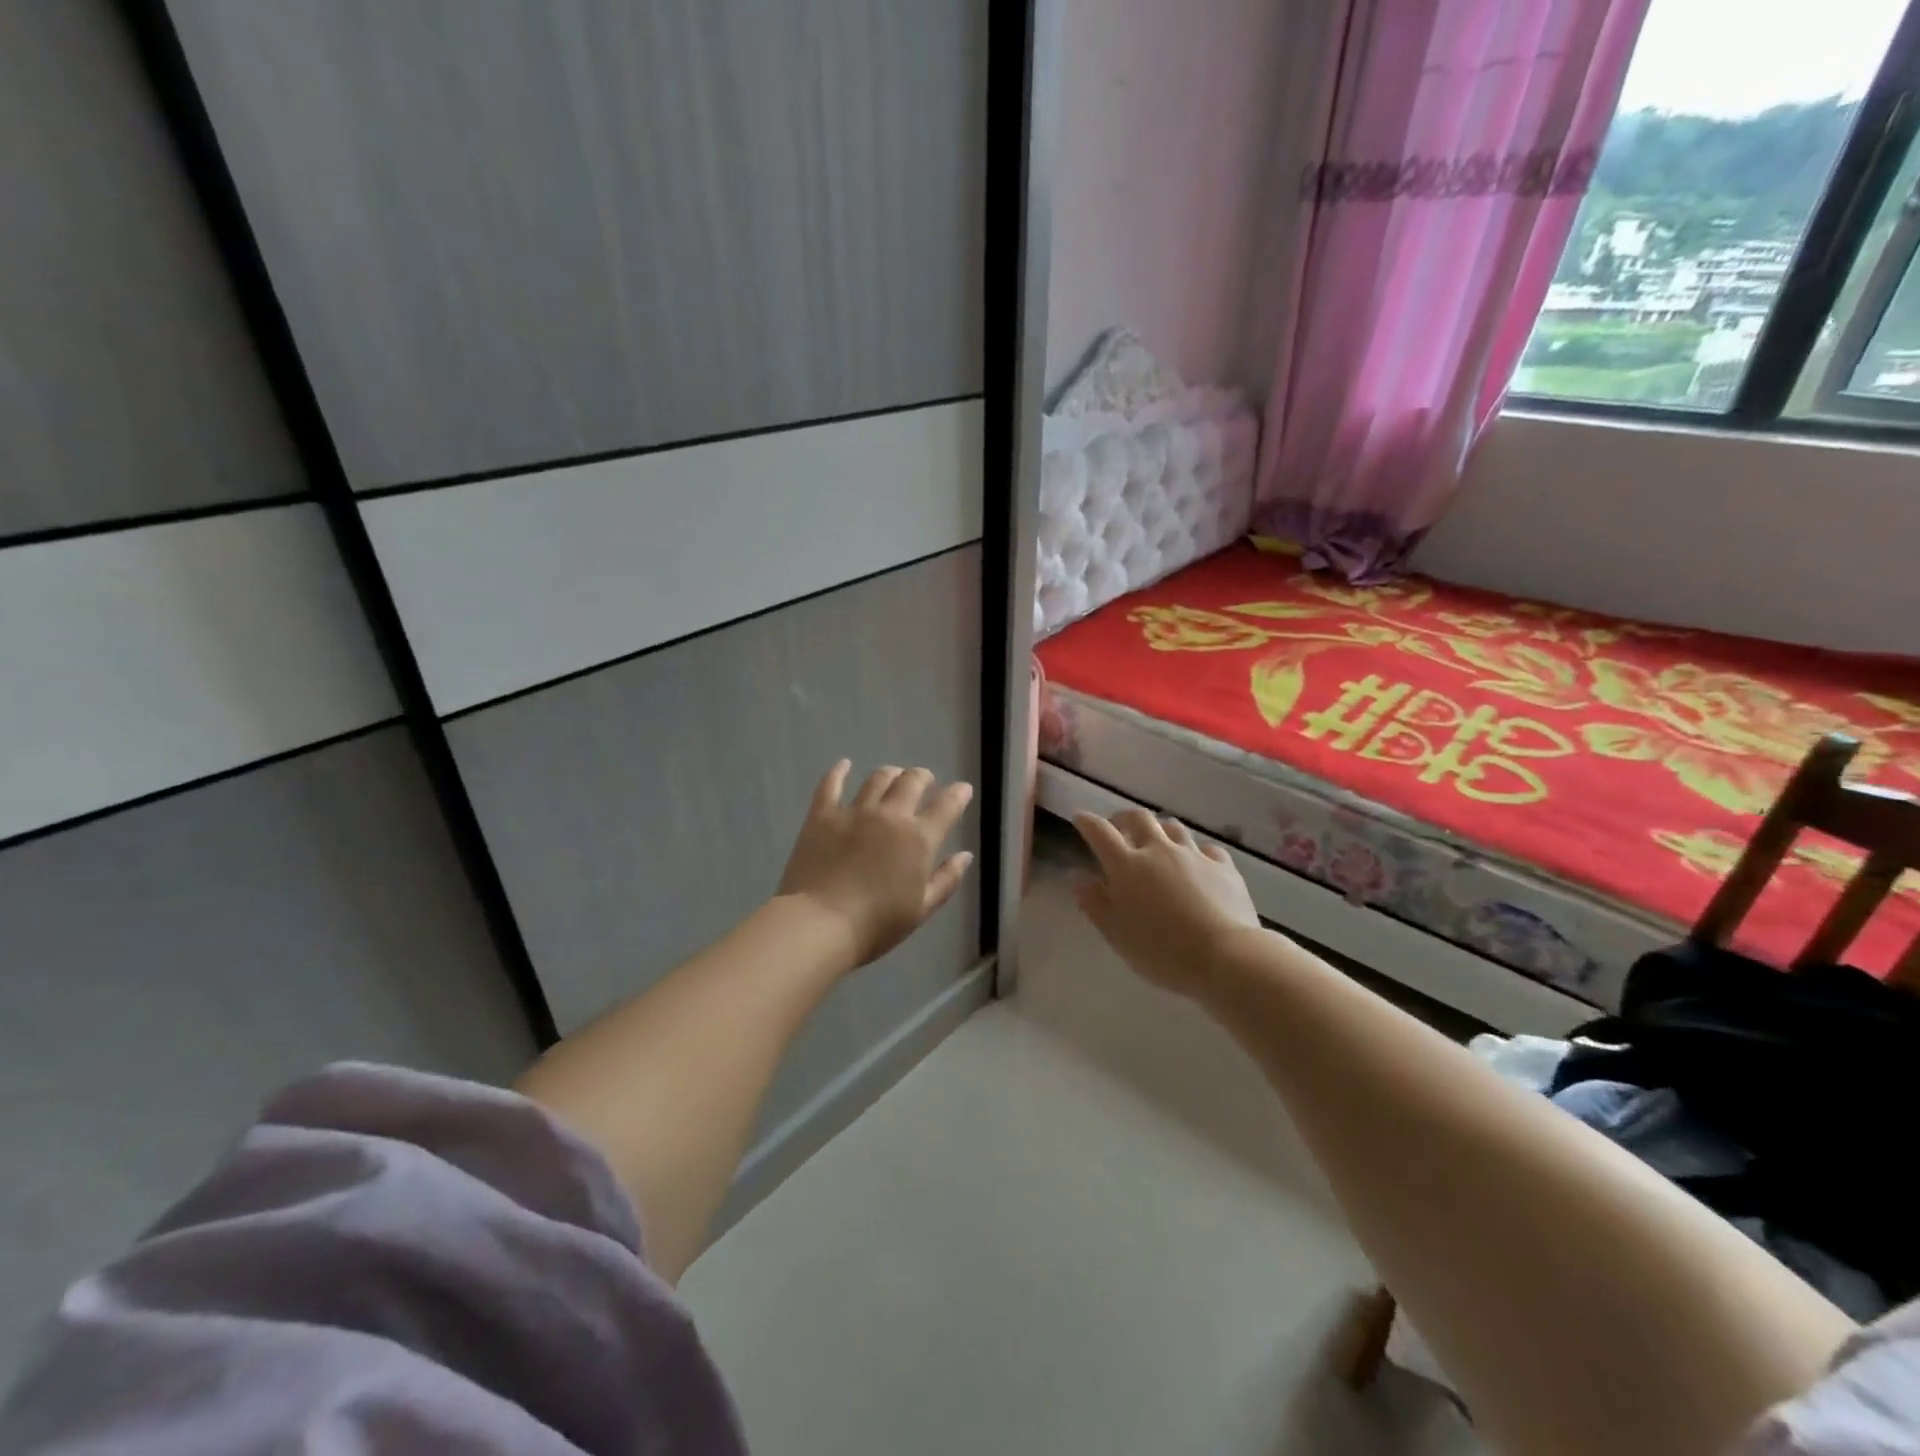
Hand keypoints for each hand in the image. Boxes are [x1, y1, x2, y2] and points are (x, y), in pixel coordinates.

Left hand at [777, 761, 974, 968]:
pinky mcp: (822, 815)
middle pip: (912, 781)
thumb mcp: (922, 909)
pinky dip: (839, 772)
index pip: (947, 806)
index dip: (958, 794)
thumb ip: (946, 879)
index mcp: (919, 839)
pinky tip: (844, 765)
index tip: (962, 789)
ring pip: (877, 779)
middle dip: (923, 777)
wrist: (820, 924)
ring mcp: (854, 812)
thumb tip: (965, 855)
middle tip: (924, 781)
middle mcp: (890, 816)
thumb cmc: (877, 924)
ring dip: (890, 774)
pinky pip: (831, 785)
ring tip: (892, 775)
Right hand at [1072, 809, 1260, 996]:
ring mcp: (1193, 855)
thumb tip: (1077, 876)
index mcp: (1127, 866)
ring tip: (1156, 843)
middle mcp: (1158, 850)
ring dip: (1159, 830)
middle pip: (1139, 817)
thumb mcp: (1115, 933)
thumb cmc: (1161, 950)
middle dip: (1124, 818)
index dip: (1087, 822)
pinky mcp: (1223, 866)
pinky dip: (1195, 851)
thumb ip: (1093, 902)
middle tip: (1118, 828)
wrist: (1225, 957)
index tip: (1080, 818)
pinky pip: (1206, 848)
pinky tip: (1196, 863)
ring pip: (1173, 827)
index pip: (1100, 832)